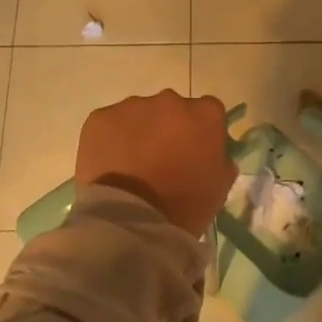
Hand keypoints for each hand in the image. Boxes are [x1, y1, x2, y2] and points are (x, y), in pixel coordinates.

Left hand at [75, 90, 236, 239]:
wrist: (132, 220)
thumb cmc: (184, 206)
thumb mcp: (220, 186)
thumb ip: (220, 159)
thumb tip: (212, 152)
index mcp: (205, 114)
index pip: (208, 112)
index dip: (200, 132)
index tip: (193, 152)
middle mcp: (170, 100)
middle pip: (172, 109)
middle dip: (168, 128)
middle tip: (161, 160)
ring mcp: (133, 106)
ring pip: (139, 114)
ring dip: (139, 132)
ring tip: (132, 166)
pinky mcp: (101, 117)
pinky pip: (110, 124)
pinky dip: (111, 139)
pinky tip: (111, 165)